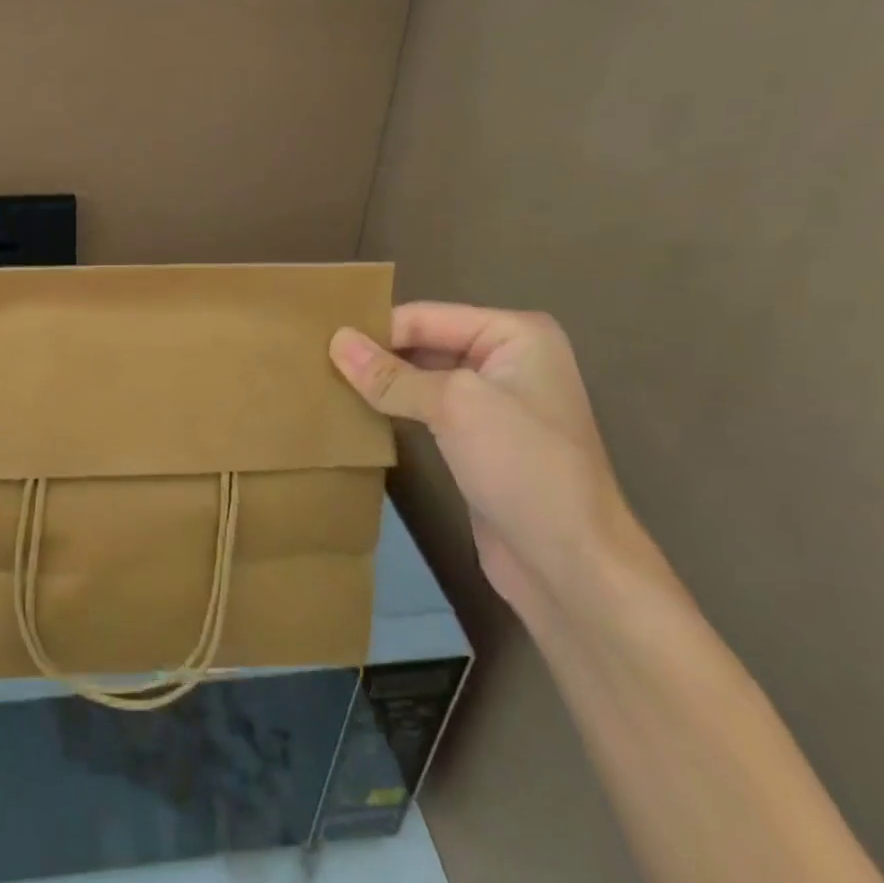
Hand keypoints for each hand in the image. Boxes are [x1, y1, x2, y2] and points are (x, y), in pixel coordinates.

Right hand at [330, 304, 640, 617]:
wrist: (571, 565)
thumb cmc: (523, 466)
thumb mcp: (453, 406)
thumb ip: (391, 374)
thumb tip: (335, 341)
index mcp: (515, 334)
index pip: (426, 317)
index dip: (374, 330)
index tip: (316, 342)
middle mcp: (507, 359)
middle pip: (423, 343)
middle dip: (375, 355)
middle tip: (313, 362)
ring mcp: (494, 402)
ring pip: (421, 378)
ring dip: (380, 383)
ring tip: (324, 383)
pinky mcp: (478, 440)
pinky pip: (425, 411)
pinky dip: (393, 409)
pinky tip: (355, 413)